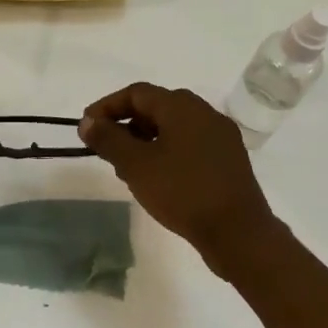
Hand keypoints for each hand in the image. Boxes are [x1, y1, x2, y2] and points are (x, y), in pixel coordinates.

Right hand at [78, 83, 277, 260]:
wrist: (239, 234)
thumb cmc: (183, 192)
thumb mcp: (136, 165)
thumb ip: (108, 139)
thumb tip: (87, 122)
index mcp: (182, 106)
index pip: (136, 93)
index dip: (107, 107)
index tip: (88, 128)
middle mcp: (204, 112)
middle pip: (156, 108)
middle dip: (127, 124)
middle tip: (107, 149)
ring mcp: (221, 136)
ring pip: (173, 127)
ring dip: (146, 140)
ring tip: (128, 168)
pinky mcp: (229, 160)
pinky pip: (190, 144)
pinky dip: (167, 151)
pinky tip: (158, 178)